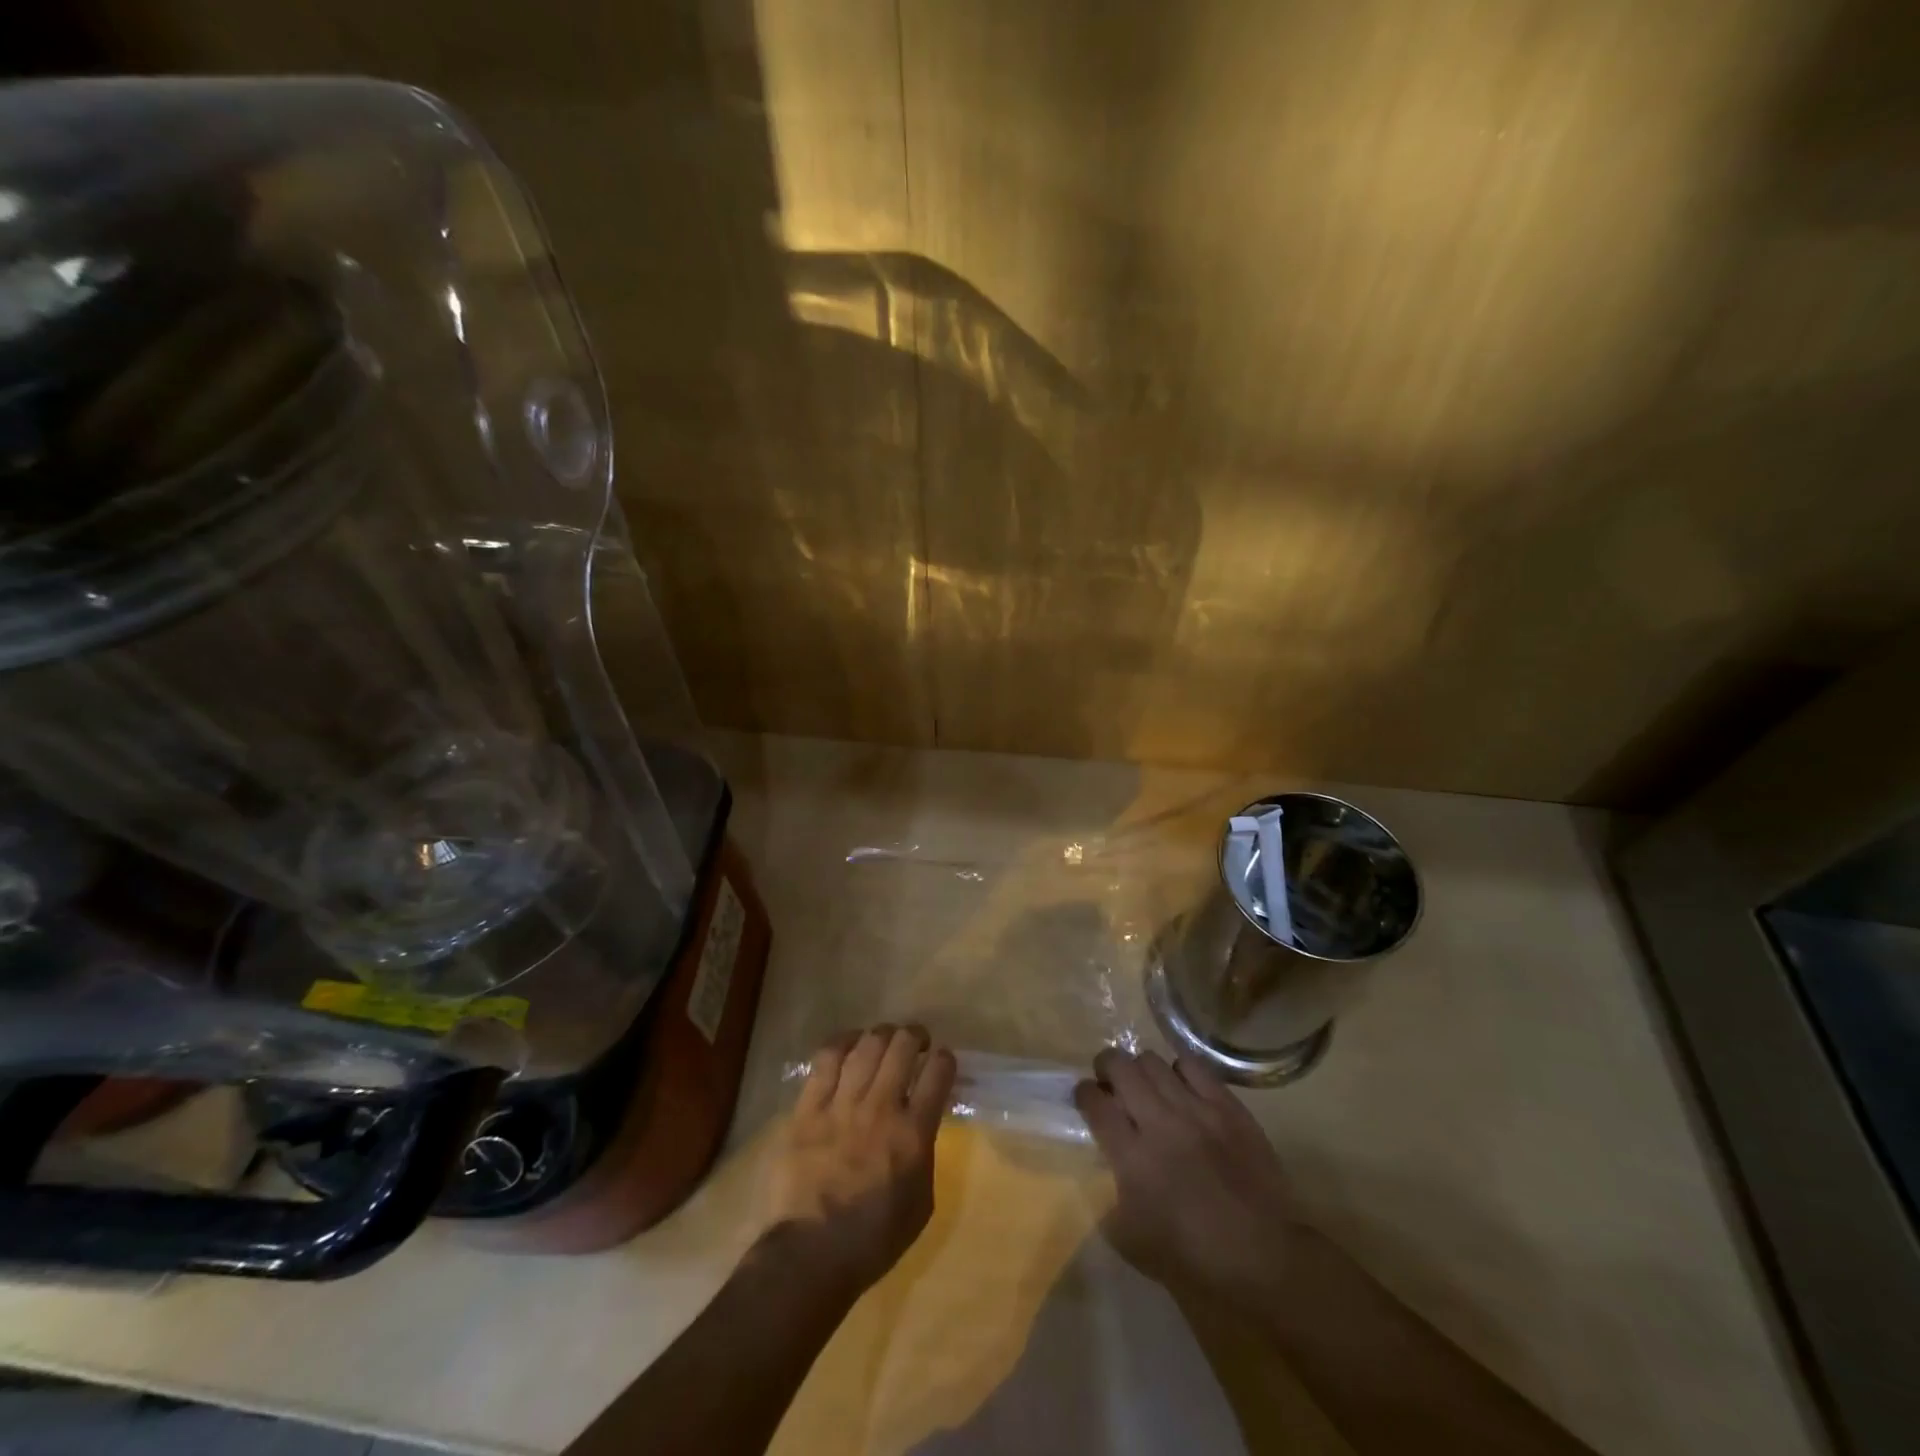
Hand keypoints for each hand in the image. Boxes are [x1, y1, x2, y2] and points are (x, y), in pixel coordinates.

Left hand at [767, 1024, 956, 1298]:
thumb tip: (920, 1125)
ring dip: (881, 1034)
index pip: (938, 1073)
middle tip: (915, 1042)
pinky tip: (849, 1043)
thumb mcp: (921, 1202)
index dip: (944, 1058)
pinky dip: (842, 1043)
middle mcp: (881, 1108)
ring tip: (884, 1038)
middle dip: (914, 1036)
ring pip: (866, 1046)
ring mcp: (841, 1105)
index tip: (942, 1059)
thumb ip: (924, 1155)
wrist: (810, 1256)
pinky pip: (826, 1059)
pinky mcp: (808, 1108)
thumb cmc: (873, 1240)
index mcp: (913, 1134)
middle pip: (902, 1048)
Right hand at [1074, 1048, 1299, 1308]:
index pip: (1094, 1103)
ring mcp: (1196, 1110)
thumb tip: (1105, 1168)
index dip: (1083, 1093)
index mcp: (1132, 1158)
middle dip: (1106, 1067)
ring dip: (1142, 1070)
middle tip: (1110, 1081)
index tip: (1085, 1096)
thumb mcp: (1132, 1242)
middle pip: (1120, 1067)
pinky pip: (1194, 1067)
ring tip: (1147, 1084)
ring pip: (1153, 1061)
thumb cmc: (1195, 1259)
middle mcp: (1160, 1122)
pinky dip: (1179, 1072)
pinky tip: (1181, 1087)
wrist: (1266, 1258)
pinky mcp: (1228, 1106)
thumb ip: (1109, 1198)